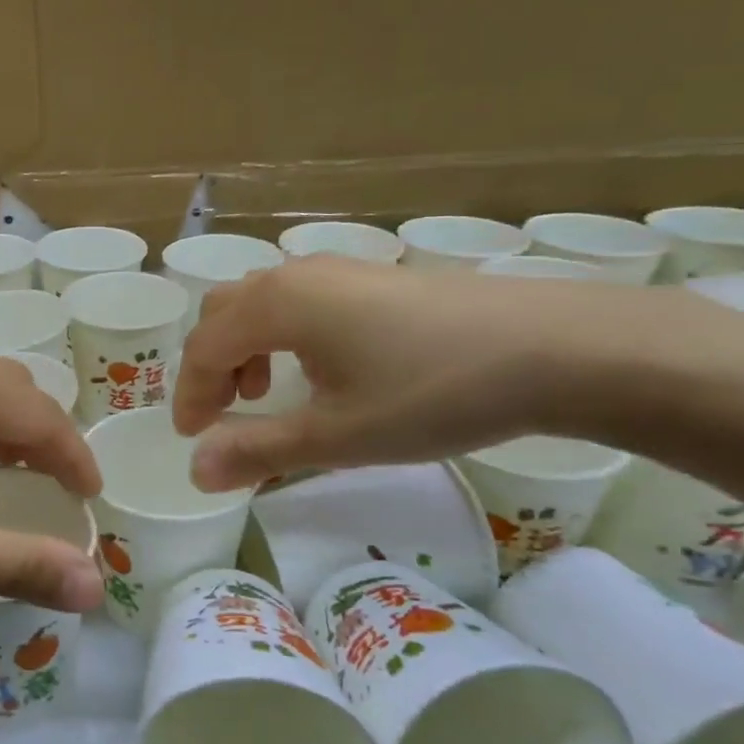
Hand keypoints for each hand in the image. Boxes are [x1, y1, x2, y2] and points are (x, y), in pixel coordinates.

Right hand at [171, 258, 708, 489]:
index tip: (192, 437)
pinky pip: (298, 299)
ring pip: (261, 302)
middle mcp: (294, 275)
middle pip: (223, 313)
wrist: (554, 347)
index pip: (204, 347)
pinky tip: (319, 368)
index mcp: (275, 305)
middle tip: (223, 415)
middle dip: (210, 366)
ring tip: (266, 392)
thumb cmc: (431, 391)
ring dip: (245, 347)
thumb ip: (259, 451)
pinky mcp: (372, 277)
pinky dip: (281, 334)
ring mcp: (337, 270)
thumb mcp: (338, 435)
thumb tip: (195, 472)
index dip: (189, 393)